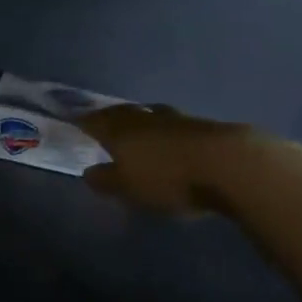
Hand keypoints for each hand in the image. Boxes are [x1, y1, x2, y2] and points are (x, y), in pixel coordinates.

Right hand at [78, 103, 271, 213]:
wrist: (228, 164)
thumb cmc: (168, 178)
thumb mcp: (129, 188)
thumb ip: (107, 180)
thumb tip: (89, 171)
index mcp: (120, 130)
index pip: (94, 121)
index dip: (82, 121)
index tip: (73, 121)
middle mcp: (144, 118)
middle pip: (122, 113)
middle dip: (110, 117)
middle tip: (102, 121)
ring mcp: (175, 119)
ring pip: (149, 114)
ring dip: (140, 120)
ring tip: (135, 127)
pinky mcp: (201, 127)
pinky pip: (172, 124)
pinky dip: (164, 129)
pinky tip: (167, 138)